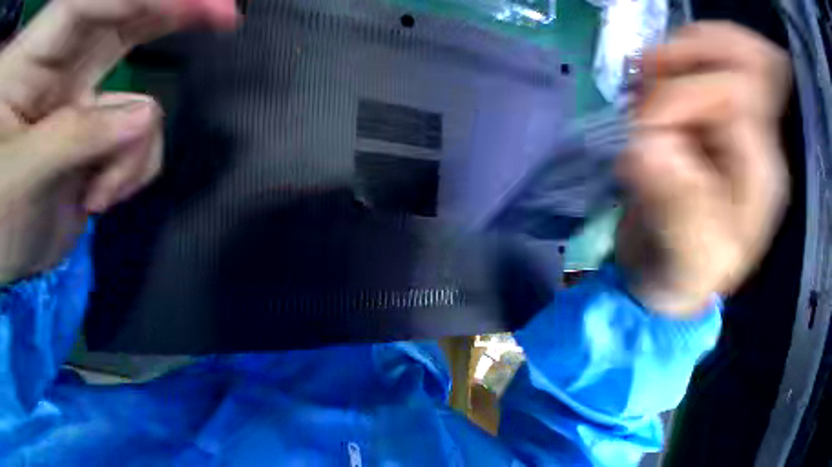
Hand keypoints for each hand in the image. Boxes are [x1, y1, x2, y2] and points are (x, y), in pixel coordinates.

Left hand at [0, 0, 237, 284]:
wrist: (8, 259)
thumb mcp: (19, 178)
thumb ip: (75, 137)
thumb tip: (144, 115)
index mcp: (24, 72)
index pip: (83, 12)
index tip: (196, 3)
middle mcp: (61, 79)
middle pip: (121, 32)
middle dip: (171, 18)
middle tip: (225, 14)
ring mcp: (89, 112)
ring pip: (145, 115)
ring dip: (133, 158)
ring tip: (97, 195)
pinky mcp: (110, 142)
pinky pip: (147, 148)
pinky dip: (135, 174)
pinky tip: (104, 195)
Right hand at [615, 22, 790, 316]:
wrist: (671, 278)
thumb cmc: (682, 270)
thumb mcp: (687, 250)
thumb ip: (675, 201)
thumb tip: (639, 147)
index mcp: (756, 165)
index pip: (738, 92)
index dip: (682, 97)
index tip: (636, 128)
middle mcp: (747, 139)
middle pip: (751, 61)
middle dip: (697, 51)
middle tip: (643, 69)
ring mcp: (720, 136)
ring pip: (724, 64)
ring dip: (679, 58)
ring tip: (638, 78)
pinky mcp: (689, 142)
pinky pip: (691, 88)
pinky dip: (664, 78)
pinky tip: (636, 95)